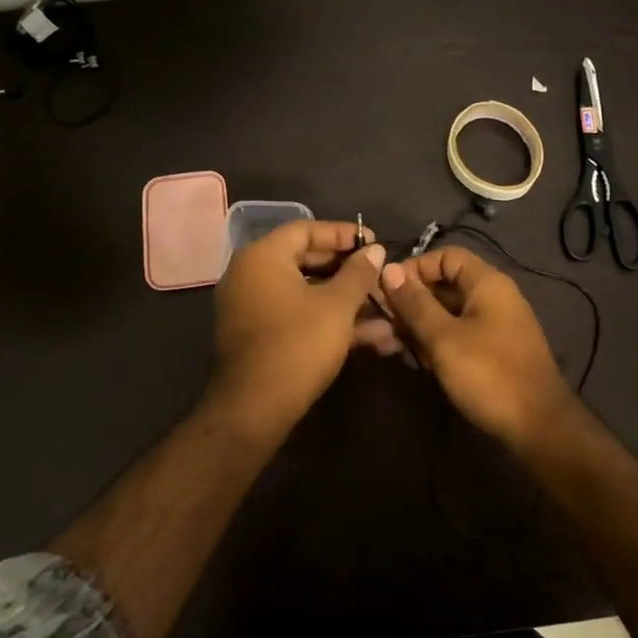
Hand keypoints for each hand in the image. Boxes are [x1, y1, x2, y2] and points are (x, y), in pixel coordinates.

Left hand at [211, 219, 393, 424]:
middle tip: (380, 275)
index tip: (374, 243)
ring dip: (346, 300)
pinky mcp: (260, 335)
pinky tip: (371, 336)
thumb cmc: (298, 344)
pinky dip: (328, 319)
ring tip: (386, 310)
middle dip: (349, 271)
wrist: (256, 408)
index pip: (306, 229)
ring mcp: (252, 307)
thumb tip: (375, 250)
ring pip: (306, 292)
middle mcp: (251, 275)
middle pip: (306, 260)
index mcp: (263, 257)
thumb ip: (358, 273)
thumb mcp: (337, 305)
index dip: (343, 234)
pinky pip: (298, 314)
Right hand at [378, 246, 571, 444]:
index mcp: (488, 283)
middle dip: (413, 302)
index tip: (387, 291)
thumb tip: (389, 269)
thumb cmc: (489, 374)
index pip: (446, 256)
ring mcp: (496, 325)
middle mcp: (495, 297)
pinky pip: (460, 334)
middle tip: (385, 325)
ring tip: (396, 347)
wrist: (539, 427)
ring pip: (449, 313)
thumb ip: (415, 303)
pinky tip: (420, 362)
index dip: (415, 268)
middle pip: (446, 284)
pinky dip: (438, 342)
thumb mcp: (444, 338)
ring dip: (421, 326)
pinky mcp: (495, 350)